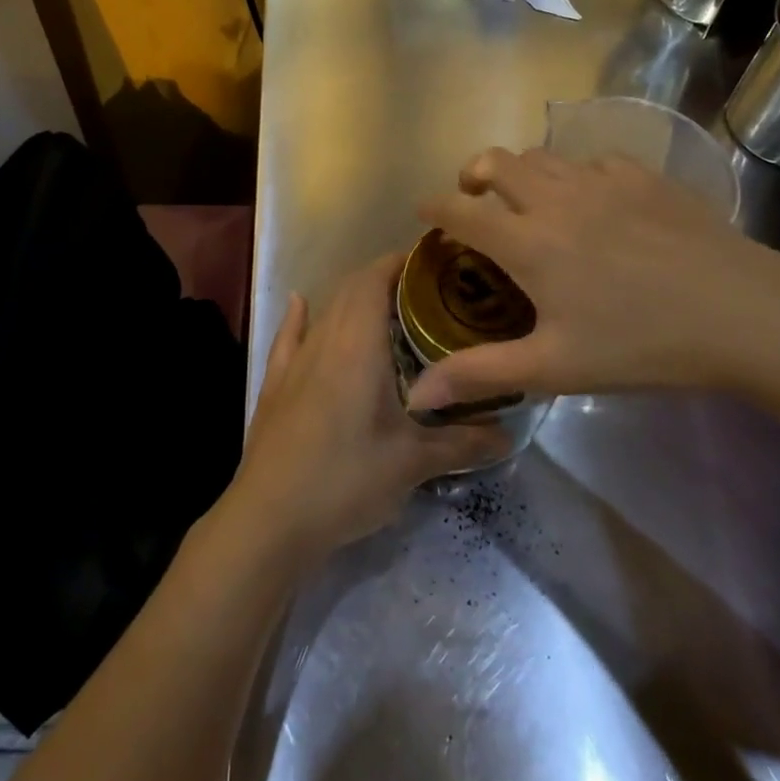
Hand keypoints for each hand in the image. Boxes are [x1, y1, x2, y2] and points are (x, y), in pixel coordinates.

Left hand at [225, 254, 510, 567]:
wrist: (269, 518)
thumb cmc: (346, 480)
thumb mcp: (411, 464)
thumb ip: (461, 443)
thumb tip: (509, 436)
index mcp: (357, 344)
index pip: (375, 279)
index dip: (401, 262)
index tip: (434, 262)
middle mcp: (324, 339)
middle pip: (351, 288)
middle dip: (385, 278)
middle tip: (426, 292)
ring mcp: (294, 361)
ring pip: (325, 310)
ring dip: (352, 298)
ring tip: (386, 307)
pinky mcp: (275, 384)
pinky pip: (288, 336)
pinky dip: (300, 316)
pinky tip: (301, 304)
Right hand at [409, 146, 779, 410]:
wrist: (745, 314)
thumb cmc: (642, 345)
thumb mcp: (555, 367)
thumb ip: (481, 373)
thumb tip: (417, 395)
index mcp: (527, 241)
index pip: (459, 210)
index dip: (433, 207)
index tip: (423, 212)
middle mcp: (554, 198)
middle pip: (495, 162)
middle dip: (473, 175)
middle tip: (476, 200)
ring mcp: (601, 180)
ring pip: (542, 156)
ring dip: (521, 172)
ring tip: (529, 201)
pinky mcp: (642, 176)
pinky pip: (592, 162)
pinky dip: (576, 176)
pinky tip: (595, 204)